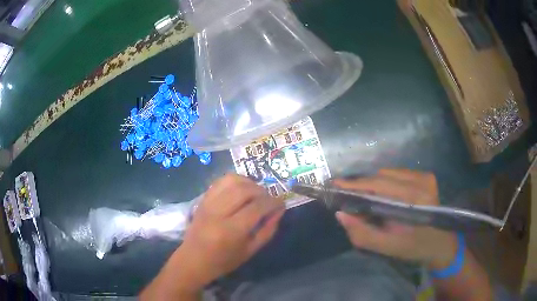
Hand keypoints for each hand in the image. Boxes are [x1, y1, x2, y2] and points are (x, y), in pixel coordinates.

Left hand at [175, 174, 284, 288]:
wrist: (193, 259)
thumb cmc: (224, 261)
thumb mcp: (250, 250)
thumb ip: (267, 230)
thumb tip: (279, 210)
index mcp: (231, 230)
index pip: (257, 207)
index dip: (273, 202)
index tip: (281, 203)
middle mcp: (218, 213)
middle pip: (244, 190)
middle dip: (262, 191)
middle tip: (269, 198)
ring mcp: (208, 203)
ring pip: (231, 180)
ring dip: (249, 182)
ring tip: (256, 192)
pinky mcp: (203, 199)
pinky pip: (221, 181)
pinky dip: (235, 180)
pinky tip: (241, 189)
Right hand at [333, 169, 456, 269]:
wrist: (440, 243)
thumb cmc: (414, 247)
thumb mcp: (387, 247)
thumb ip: (363, 234)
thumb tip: (341, 214)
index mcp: (414, 200)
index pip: (379, 185)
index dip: (355, 184)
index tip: (335, 185)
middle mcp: (421, 181)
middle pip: (383, 176)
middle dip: (363, 186)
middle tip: (348, 198)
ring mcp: (425, 176)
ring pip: (389, 173)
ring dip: (374, 184)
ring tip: (366, 199)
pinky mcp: (426, 176)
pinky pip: (398, 174)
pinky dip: (386, 182)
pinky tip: (384, 195)